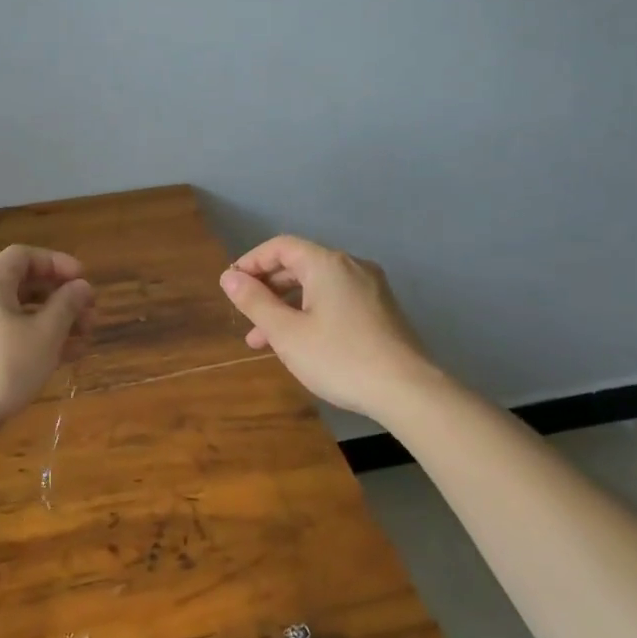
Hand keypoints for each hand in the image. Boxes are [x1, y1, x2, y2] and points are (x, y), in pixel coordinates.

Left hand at [0, 245, 93, 426]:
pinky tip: (68, 356)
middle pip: (25, 284)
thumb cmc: (4, 366)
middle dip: (62, 297)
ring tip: (86, 338)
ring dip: (56, 320)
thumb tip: (82, 286)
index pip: (25, 256)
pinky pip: (13, 333)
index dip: (58, 263)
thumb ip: (67, 304)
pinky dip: (39, 338)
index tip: (84, 280)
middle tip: (91, 314)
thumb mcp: (45, 333)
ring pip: (22, 312)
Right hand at [219, 235, 437, 419]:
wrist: (407, 390)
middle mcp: (352, 266)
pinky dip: (311, 314)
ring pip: (317, 287)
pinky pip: (336, 301)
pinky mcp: (381, 311)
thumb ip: (255, 302)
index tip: (231, 286)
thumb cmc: (339, 357)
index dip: (251, 262)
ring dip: (287, 307)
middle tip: (244, 315)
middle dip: (267, 288)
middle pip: (300, 265)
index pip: (281, 247)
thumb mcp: (287, 333)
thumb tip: (229, 277)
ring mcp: (371, 288)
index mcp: (327, 264)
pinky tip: (300, 344)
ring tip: (262, 341)